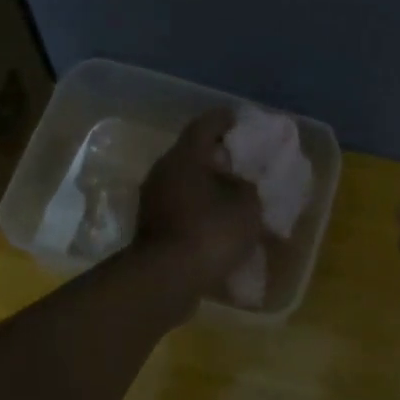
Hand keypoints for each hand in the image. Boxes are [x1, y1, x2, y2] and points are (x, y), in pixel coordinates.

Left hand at [132, 109, 264, 303]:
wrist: (166, 279)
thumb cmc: (210, 232)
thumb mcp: (247, 206)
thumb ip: (248, 188)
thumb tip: (241, 185)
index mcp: (184, 156)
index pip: (205, 124)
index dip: (226, 120)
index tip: (242, 121)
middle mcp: (163, 171)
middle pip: (193, 154)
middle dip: (219, 157)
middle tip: (244, 163)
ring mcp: (152, 200)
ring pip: (186, 183)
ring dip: (208, 187)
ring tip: (235, 196)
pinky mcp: (151, 228)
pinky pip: (181, 208)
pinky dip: (200, 210)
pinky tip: (219, 223)